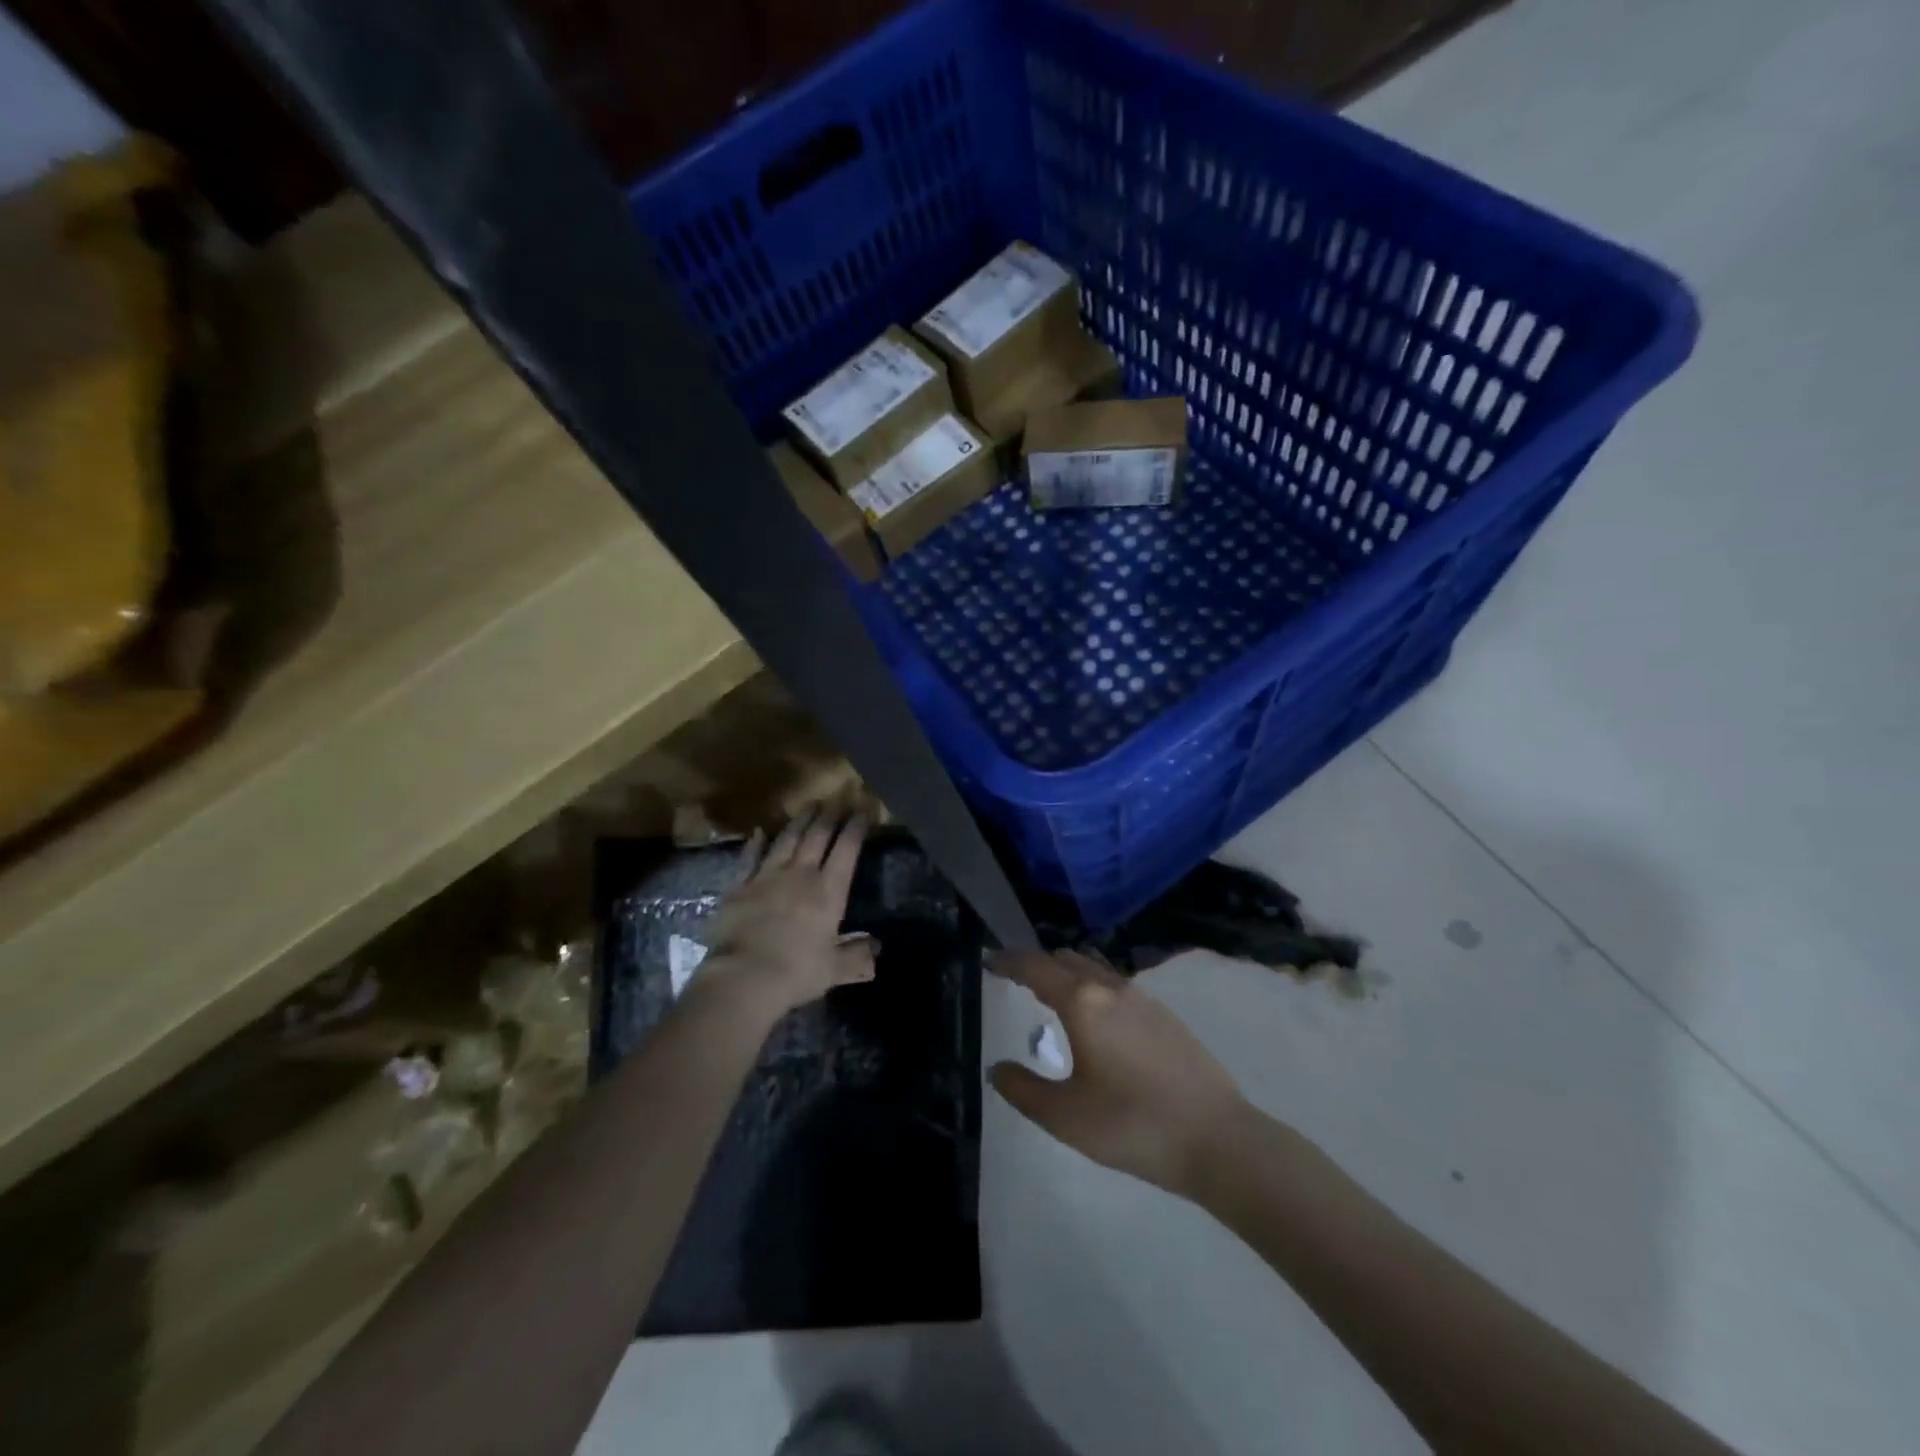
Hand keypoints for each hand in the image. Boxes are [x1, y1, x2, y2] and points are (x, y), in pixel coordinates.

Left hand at [695, 805, 875, 1020]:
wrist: (742, 977)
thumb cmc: (796, 973)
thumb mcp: (834, 970)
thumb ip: (857, 957)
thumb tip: (876, 948)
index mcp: (829, 892)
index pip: (847, 849)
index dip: (857, 826)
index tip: (864, 806)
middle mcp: (801, 874)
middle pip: (818, 835)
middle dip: (831, 814)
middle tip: (840, 796)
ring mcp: (767, 876)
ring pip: (788, 839)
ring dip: (801, 820)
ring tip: (810, 804)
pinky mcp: (740, 886)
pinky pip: (750, 858)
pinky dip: (756, 843)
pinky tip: (760, 831)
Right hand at [990, 950, 1248, 1197]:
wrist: (1217, 1139)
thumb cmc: (1132, 1125)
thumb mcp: (1065, 1116)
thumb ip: (1023, 1089)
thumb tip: (998, 1068)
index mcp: (1082, 1002)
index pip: (1036, 967)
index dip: (1009, 961)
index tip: (990, 960)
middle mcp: (1111, 988)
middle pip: (1066, 960)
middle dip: (1037, 964)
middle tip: (1016, 981)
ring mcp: (1143, 999)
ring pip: (1094, 969)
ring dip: (1067, 974)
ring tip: (1052, 997)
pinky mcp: (1165, 1016)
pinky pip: (1116, 985)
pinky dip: (1093, 988)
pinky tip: (1096, 1021)